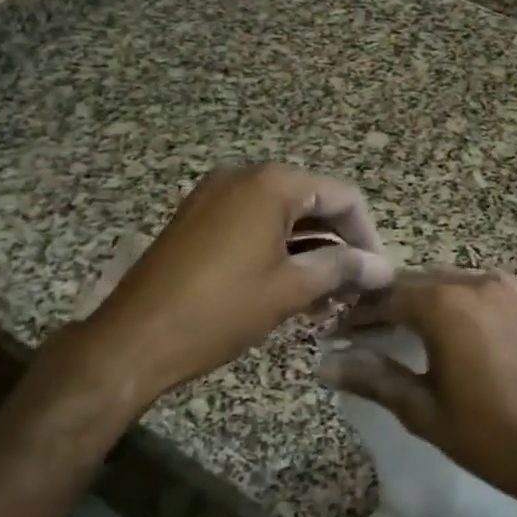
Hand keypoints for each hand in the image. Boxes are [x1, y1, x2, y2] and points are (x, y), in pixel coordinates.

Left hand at [67, 164, 393, 406]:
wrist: (133, 339)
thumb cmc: (220, 310)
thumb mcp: (290, 289)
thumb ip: (343, 269)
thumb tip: (384, 268)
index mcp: (272, 184)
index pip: (342, 196)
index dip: (367, 234)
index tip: (377, 273)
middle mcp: (244, 176)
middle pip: (313, 201)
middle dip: (338, 243)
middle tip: (354, 288)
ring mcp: (215, 195)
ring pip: (283, 215)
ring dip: (310, 249)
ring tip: (327, 295)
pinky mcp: (197, 218)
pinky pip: (253, 223)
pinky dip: (278, 248)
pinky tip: (290, 286)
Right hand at [324, 268, 516, 516]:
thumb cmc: (486, 435)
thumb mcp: (422, 409)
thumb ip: (374, 377)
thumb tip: (326, 363)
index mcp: (444, 306)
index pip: (386, 297)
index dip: (358, 314)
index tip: (336, 333)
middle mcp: (472, 284)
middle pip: (415, 282)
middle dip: (385, 302)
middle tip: (359, 331)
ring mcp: (501, 287)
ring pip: (443, 280)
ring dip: (417, 298)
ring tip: (393, 327)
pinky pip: (472, 286)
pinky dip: (449, 297)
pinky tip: (439, 323)